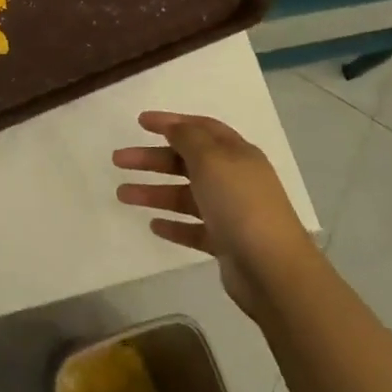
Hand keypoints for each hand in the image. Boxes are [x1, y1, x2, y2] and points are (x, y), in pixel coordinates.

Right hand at [114, 111, 315, 317]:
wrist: (272, 270)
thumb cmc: (240, 204)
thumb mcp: (211, 160)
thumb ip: (188, 139)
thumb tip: (174, 127)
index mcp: (236, 153)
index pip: (200, 128)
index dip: (171, 122)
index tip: (140, 122)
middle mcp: (234, 179)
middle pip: (187, 161)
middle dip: (152, 159)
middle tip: (119, 160)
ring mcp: (231, 212)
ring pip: (185, 195)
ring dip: (154, 192)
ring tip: (121, 195)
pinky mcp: (225, 243)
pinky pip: (193, 228)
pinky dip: (174, 224)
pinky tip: (153, 225)